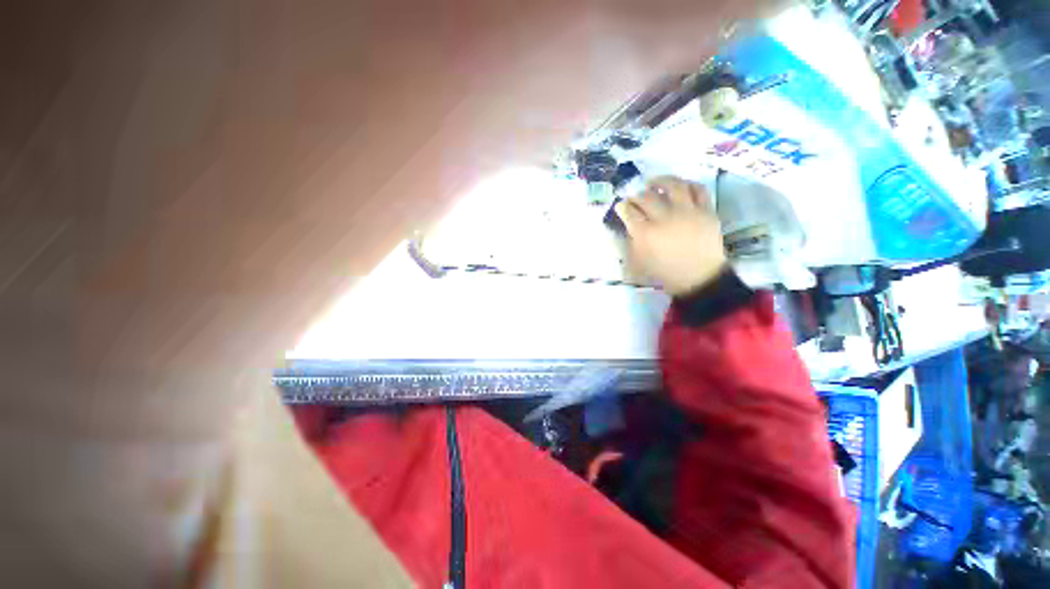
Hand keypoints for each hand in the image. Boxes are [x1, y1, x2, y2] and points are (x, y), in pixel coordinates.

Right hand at [616, 176, 725, 296]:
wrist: (699, 279)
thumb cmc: (665, 273)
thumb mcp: (639, 263)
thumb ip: (632, 242)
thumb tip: (629, 226)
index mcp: (646, 234)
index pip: (629, 212)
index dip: (623, 207)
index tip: (621, 205)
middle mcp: (665, 218)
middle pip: (647, 197)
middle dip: (636, 195)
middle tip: (635, 198)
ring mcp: (688, 212)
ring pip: (673, 186)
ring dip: (661, 181)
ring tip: (655, 182)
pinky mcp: (706, 211)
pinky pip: (698, 189)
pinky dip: (687, 184)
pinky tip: (680, 187)